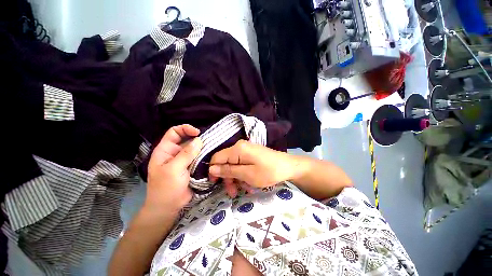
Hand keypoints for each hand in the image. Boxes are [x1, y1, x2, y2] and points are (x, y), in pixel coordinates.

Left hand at [145, 125, 202, 215]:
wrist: (168, 207)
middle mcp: (175, 153)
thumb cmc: (166, 188)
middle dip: (197, 139)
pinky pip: (198, 157)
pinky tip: (211, 156)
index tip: (198, 133)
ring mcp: (183, 160)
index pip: (174, 132)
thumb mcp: (174, 169)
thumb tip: (199, 140)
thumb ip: (186, 154)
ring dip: (202, 148)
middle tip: (208, 142)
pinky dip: (204, 155)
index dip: (185, 129)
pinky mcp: (191, 166)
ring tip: (212, 148)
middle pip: (186, 139)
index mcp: (165, 150)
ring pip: (194, 149)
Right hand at [208, 140, 302, 197]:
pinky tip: (249, 184)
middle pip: (225, 162)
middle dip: (227, 178)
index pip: (216, 158)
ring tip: (244, 190)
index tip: (215, 184)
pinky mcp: (251, 154)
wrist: (288, 166)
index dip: (213, 171)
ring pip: (233, 165)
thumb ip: (228, 171)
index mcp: (237, 149)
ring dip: (236, 178)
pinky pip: (241, 164)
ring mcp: (246, 150)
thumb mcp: (247, 174)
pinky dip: (243, 175)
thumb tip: (211, 169)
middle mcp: (240, 147)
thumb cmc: (269, 171)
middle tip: (232, 192)